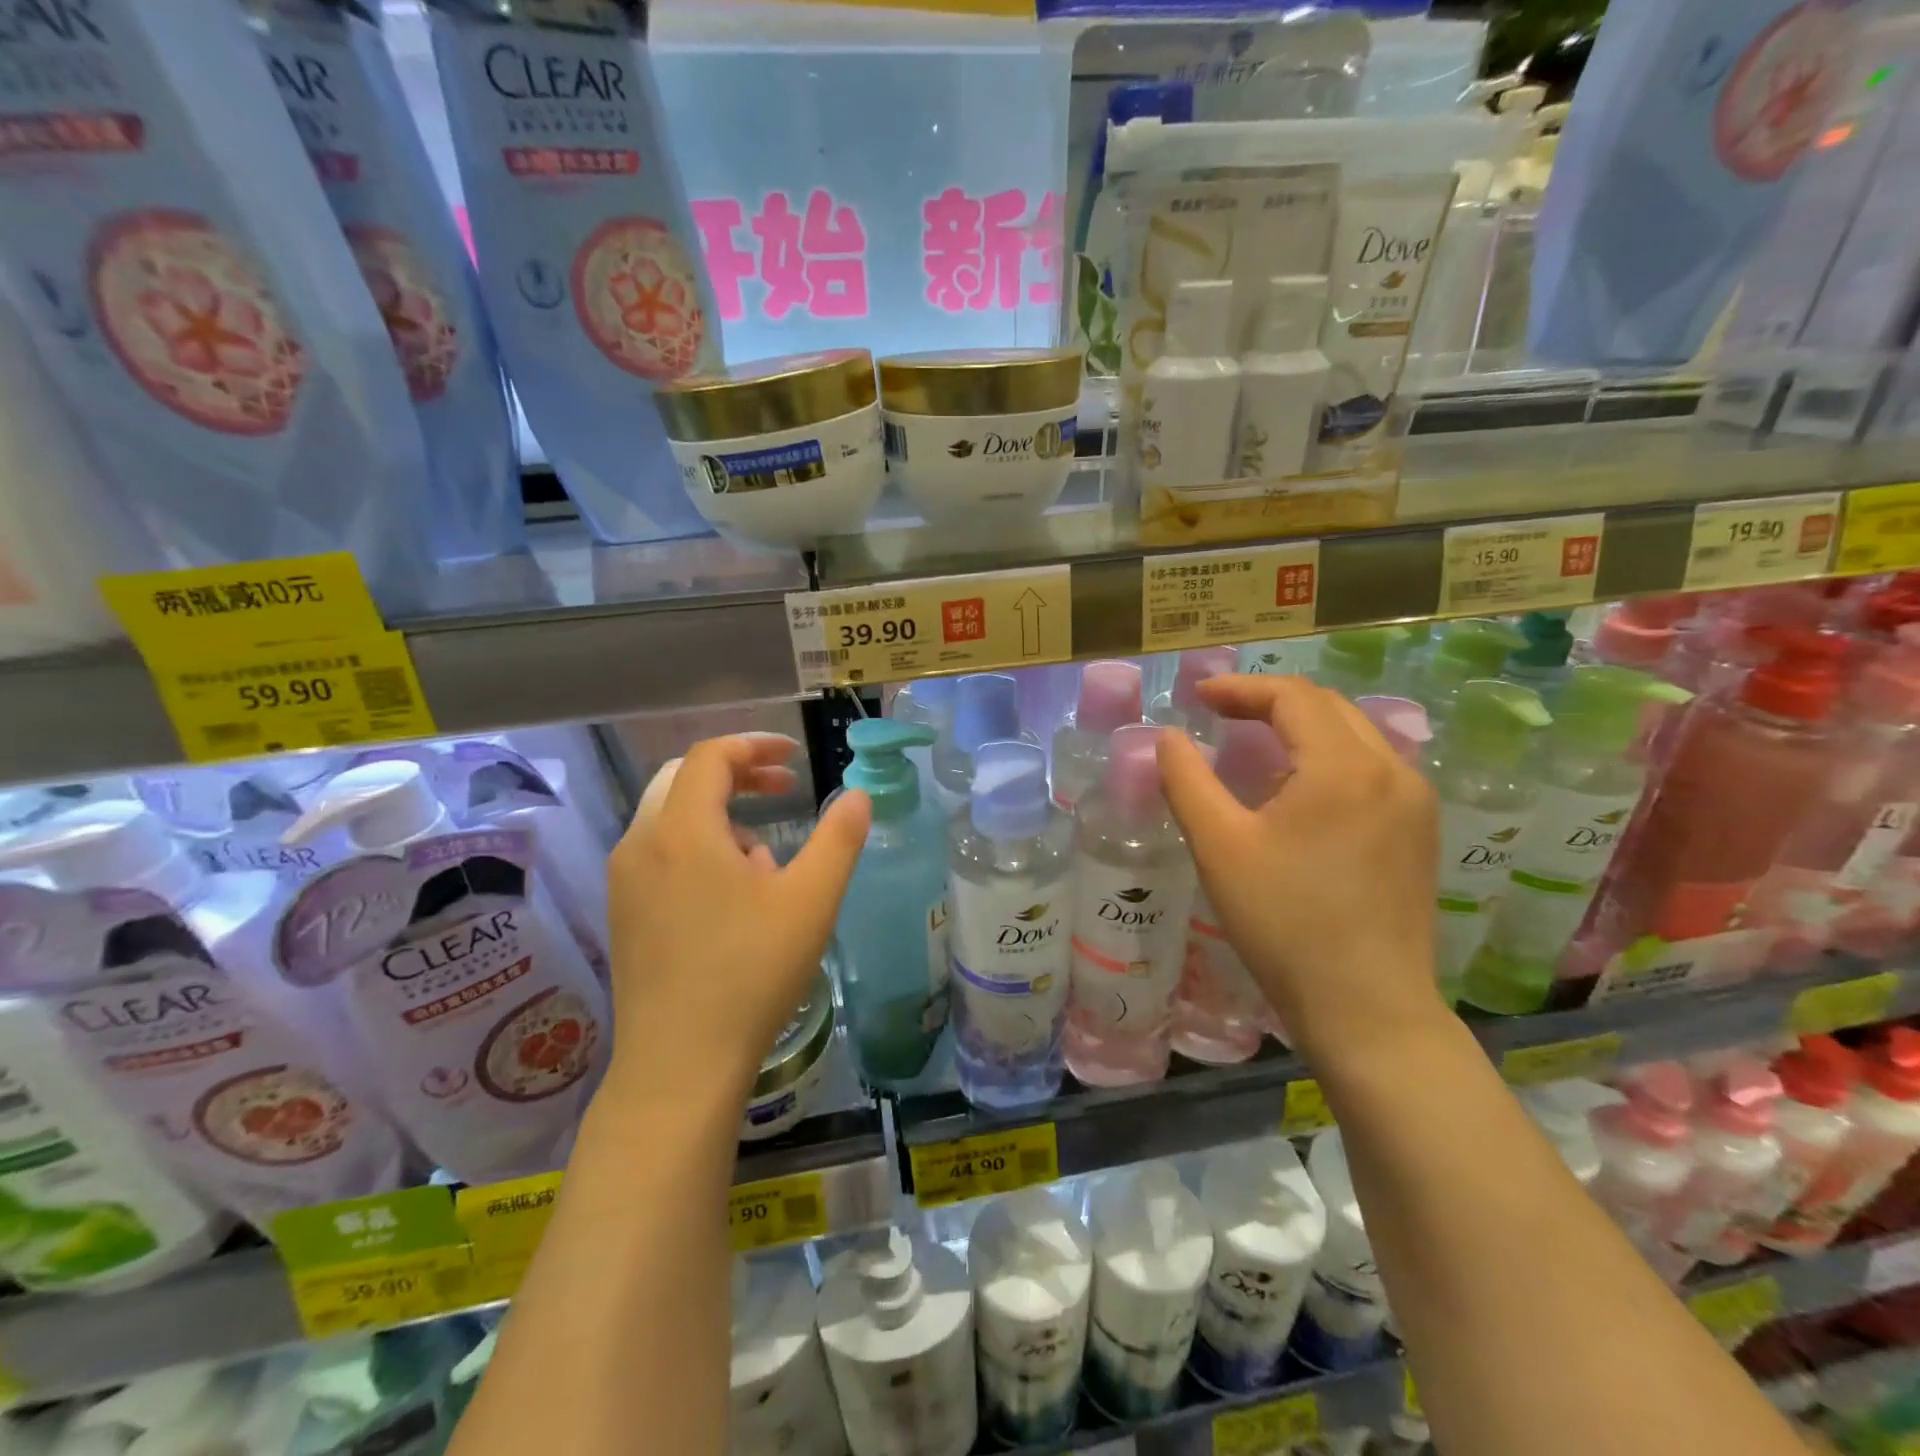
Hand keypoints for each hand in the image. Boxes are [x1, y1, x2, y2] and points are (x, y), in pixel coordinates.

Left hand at [606, 734, 870, 1093]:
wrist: (679, 1064)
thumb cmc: (750, 974)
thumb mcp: (811, 901)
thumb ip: (839, 839)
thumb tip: (859, 795)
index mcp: (682, 830)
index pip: (712, 756)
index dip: (757, 745)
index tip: (796, 757)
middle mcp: (642, 843)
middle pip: (685, 778)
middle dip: (738, 772)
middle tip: (784, 787)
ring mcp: (625, 880)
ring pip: (671, 816)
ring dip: (720, 812)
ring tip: (766, 852)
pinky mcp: (623, 911)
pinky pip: (660, 851)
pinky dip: (699, 844)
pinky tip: (733, 892)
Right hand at [1156, 675, 1446, 1056]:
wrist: (1367, 1007)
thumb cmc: (1284, 923)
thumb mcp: (1219, 847)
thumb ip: (1187, 780)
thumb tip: (1167, 738)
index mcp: (1344, 766)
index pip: (1292, 696)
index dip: (1241, 688)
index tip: (1198, 697)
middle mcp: (1392, 770)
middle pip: (1327, 707)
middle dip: (1270, 701)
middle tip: (1220, 714)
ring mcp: (1415, 802)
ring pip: (1354, 735)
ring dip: (1301, 727)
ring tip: (1253, 744)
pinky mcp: (1419, 832)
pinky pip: (1371, 768)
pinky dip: (1328, 757)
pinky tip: (1297, 790)